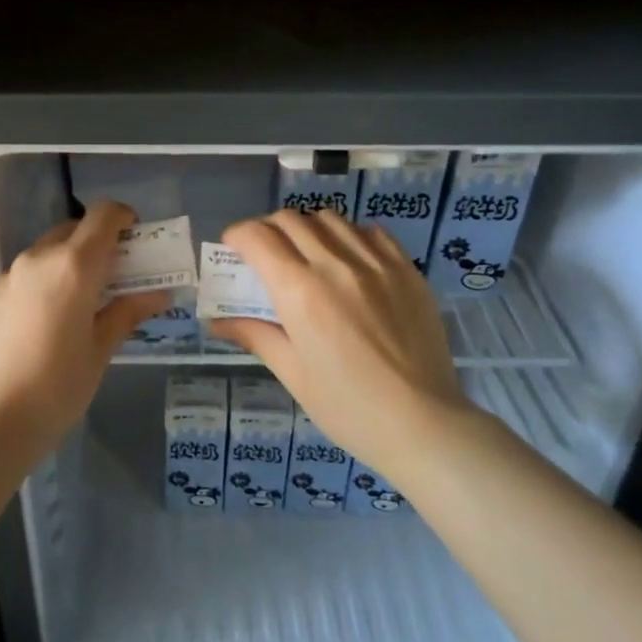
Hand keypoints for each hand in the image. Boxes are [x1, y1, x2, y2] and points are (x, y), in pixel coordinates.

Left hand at [0, 201, 169, 444]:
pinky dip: (51, 279)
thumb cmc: (53, 388)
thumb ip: (126, 314)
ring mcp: (10, 276)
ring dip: (74, 261)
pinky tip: (56, 320)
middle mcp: (39, 258)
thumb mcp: (99, 352)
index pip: (103, 215)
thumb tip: (158, 294)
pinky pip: (31, 273)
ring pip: (50, 251)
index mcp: (72, 265)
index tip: (140, 239)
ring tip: (90, 302)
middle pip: (76, 230)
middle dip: (102, 243)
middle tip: (122, 277)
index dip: (125, 218)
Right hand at [208, 210, 472, 476]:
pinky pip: (370, 232)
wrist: (423, 423)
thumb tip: (218, 321)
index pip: (258, 238)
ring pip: (329, 219)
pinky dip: (349, 236)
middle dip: (267, 229)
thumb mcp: (294, 374)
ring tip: (306, 253)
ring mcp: (376, 262)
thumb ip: (256, 335)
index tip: (233, 248)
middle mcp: (336, 265)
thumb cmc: (349, 408)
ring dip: (307, 228)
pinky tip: (348, 260)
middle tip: (263, 253)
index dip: (237, 235)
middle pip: (290, 220)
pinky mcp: (406, 269)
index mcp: (300, 293)